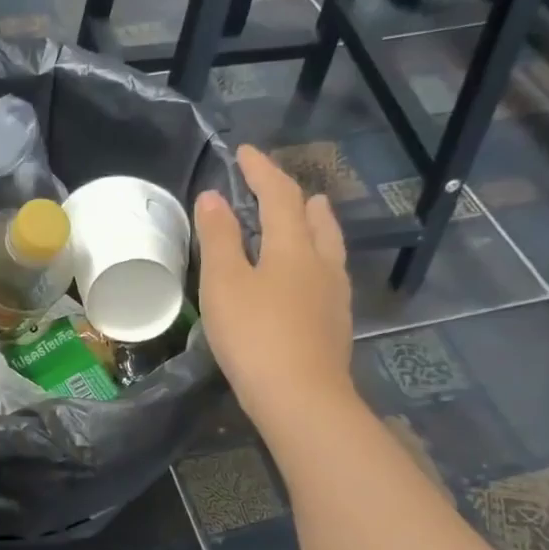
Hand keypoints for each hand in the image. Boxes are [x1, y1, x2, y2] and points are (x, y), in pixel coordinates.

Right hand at [194, 144, 355, 432]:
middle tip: (274, 186)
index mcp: (292, 245)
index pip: (279, 194)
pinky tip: (307, 277)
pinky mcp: (335, 322)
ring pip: (328, 245)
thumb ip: (219, 237)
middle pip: (314, 217)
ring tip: (306, 217)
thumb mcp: (224, 283)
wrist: (300, 397)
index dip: (261, 170)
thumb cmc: (255, 335)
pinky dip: (314, 259)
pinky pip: (328, 274)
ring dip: (314, 224)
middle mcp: (321, 262)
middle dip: (294, 196)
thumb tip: (213, 196)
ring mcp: (334, 294)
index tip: (244, 152)